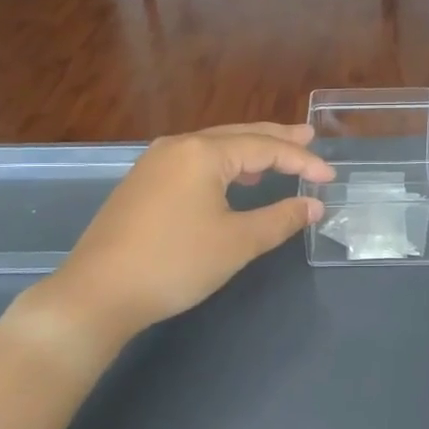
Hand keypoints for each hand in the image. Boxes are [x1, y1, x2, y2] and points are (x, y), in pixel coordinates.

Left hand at [19, 124, 333, 351]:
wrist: (98, 293)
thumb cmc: (175, 263)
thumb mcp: (237, 242)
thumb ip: (280, 218)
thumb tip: (313, 205)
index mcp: (202, 152)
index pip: (264, 148)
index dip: (301, 161)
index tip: (329, 177)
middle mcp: (177, 146)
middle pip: (237, 136)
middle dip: (275, 139)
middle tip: (308, 136)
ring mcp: (154, 163)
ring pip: (213, 148)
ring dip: (248, 151)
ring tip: (277, 155)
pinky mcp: (142, 184)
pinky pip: (194, 162)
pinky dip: (223, 165)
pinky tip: (232, 180)